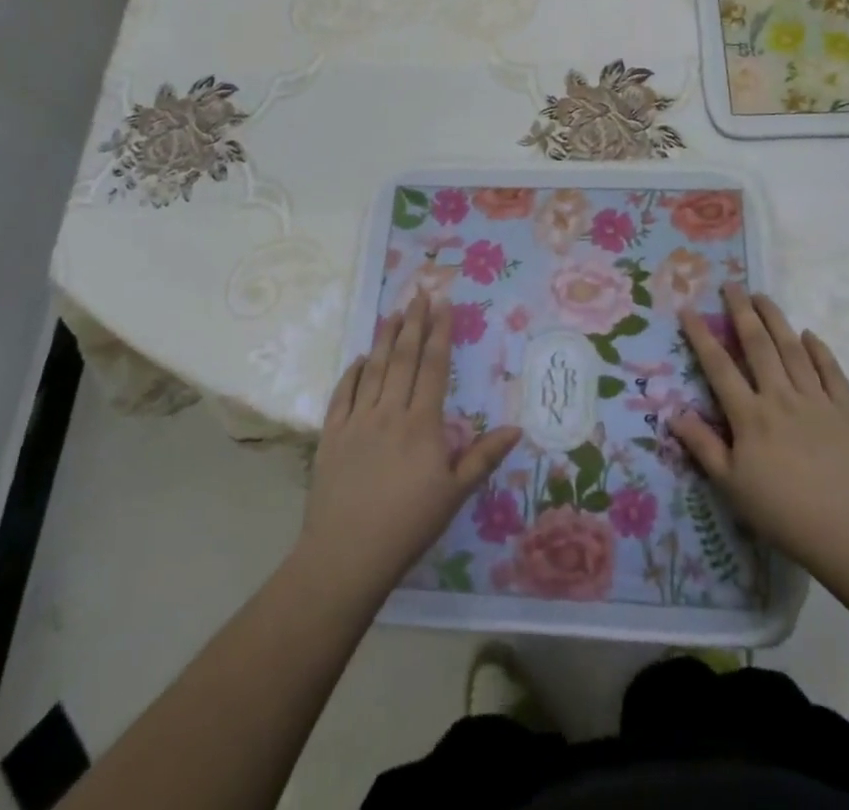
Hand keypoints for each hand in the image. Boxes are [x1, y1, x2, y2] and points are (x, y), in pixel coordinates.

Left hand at [296, 293, 522, 602]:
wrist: (346, 556)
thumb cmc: (408, 526)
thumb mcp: (454, 494)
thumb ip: (483, 457)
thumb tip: (516, 427)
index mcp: (422, 423)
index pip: (434, 366)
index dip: (440, 332)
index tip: (444, 303)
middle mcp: (389, 412)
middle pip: (404, 357)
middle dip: (414, 322)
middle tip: (420, 292)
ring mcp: (357, 421)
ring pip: (374, 368)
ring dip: (385, 338)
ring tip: (394, 313)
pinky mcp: (332, 435)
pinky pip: (342, 394)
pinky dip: (352, 372)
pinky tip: (360, 358)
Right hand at [672, 286, 848, 583]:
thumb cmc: (784, 513)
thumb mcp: (732, 486)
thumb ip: (703, 446)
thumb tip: (673, 412)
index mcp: (750, 416)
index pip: (719, 366)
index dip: (701, 335)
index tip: (688, 308)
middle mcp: (780, 397)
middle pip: (758, 345)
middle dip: (742, 312)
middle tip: (731, 285)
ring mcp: (816, 400)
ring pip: (793, 349)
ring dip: (776, 319)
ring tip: (763, 296)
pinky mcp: (848, 410)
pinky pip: (832, 372)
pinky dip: (820, 350)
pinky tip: (810, 335)